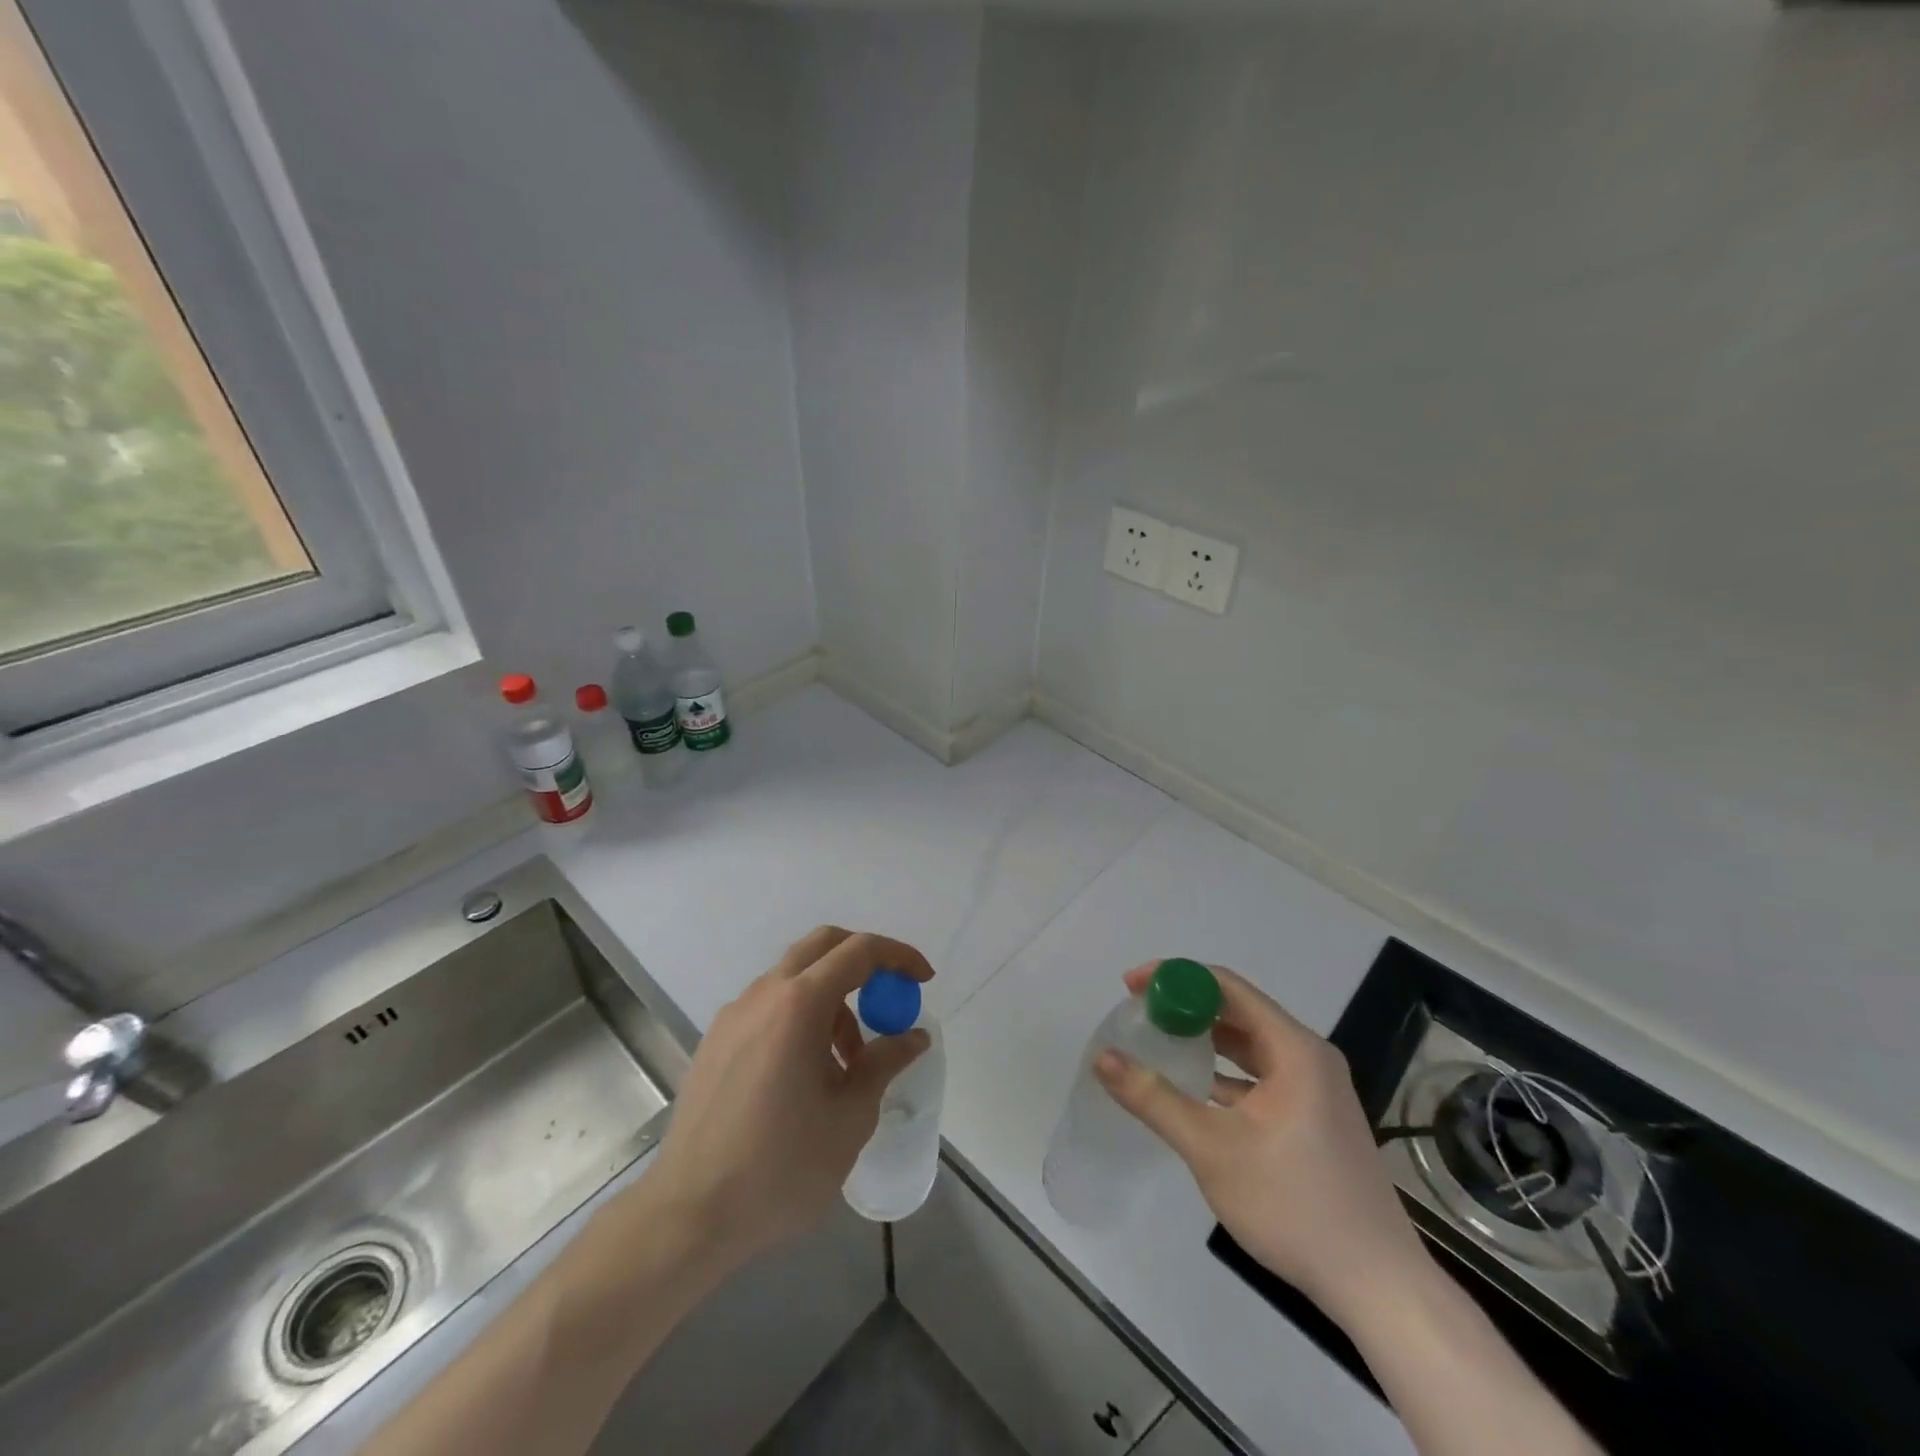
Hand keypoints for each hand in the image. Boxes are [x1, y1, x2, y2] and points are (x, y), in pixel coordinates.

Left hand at [647, 927, 932, 1271]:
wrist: (688, 1216)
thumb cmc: (780, 1167)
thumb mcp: (850, 1117)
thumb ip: (885, 1063)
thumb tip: (913, 1036)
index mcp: (798, 1005)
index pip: (858, 952)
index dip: (898, 957)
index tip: (923, 981)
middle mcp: (763, 995)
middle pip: (822, 946)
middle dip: (864, 962)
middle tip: (889, 1000)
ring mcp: (733, 1015)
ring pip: (795, 978)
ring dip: (832, 1000)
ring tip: (848, 1064)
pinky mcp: (716, 1041)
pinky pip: (770, 1006)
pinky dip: (801, 1017)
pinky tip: (807, 1073)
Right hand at [1095, 963, 1424, 1322]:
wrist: (1378, 1288)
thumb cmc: (1294, 1205)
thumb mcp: (1212, 1149)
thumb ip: (1154, 1099)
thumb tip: (1103, 1058)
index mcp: (1294, 1049)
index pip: (1226, 986)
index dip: (1175, 978)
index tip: (1131, 987)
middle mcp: (1309, 1057)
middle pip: (1238, 1011)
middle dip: (1185, 1007)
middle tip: (1138, 1014)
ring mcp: (1316, 1089)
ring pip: (1249, 1045)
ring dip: (1204, 1040)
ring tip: (1157, 1043)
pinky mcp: (1315, 1118)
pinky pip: (1260, 1076)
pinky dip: (1224, 1073)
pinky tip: (1193, 1089)